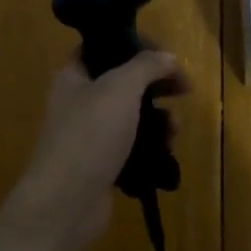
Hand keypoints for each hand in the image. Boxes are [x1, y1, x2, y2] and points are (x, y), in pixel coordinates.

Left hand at [6, 51, 188, 249]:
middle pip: (124, 83)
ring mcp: (90, 136)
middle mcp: (79, 102)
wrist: (65, 204)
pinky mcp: (102, 165)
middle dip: (156, 86)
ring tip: (174, 131)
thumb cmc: (89, 135)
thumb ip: (146, 66)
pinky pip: (133, 148)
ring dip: (159, 120)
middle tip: (184, 91)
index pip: (105, 47)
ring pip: (132, 117)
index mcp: (74, 75)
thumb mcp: (120, 88)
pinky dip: (151, 148)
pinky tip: (166, 154)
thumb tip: (168, 57)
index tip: (167, 56)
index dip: (137, 45)